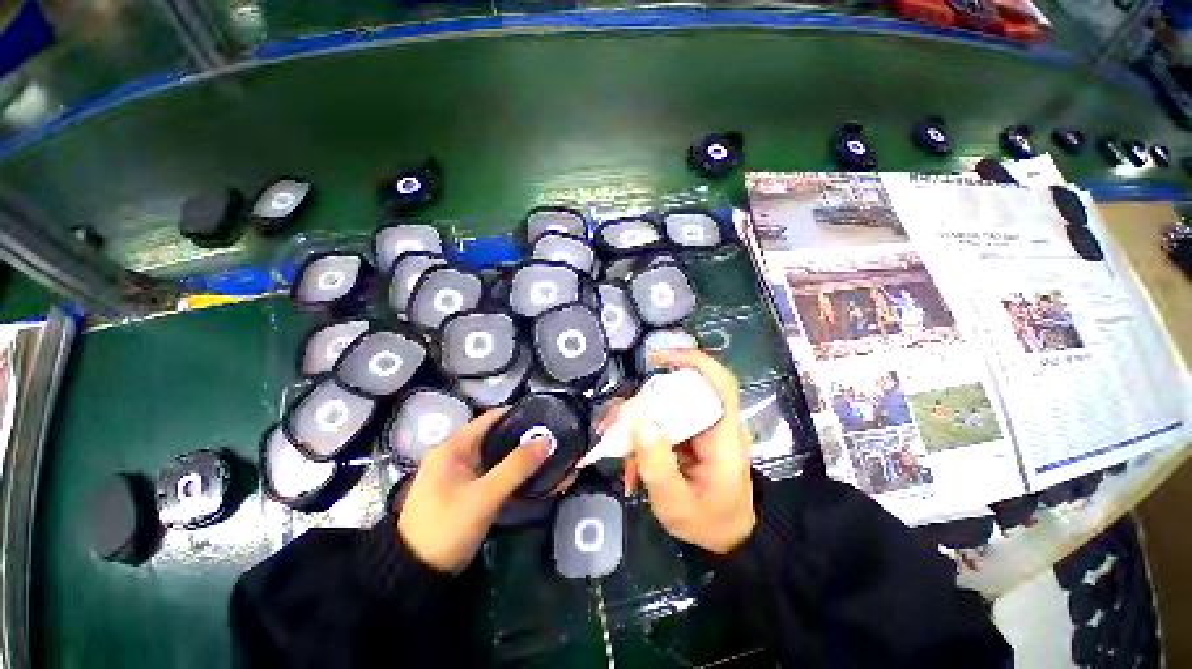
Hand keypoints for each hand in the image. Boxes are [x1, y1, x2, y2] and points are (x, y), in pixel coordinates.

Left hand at [398, 409, 549, 572]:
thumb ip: (516, 467)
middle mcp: (459, 454)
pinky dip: (515, 474)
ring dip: (523, 457)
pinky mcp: (471, 491)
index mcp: (455, 446)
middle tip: (556, 438)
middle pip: (498, 436)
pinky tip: (536, 476)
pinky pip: (498, 474)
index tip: (547, 418)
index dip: (520, 414)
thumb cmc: (445, 527)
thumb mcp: (483, 496)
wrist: (416, 575)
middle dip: (526, 438)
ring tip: (553, 454)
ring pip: (500, 457)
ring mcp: (465, 473)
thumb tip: (547, 440)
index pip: (493, 418)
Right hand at [610, 348, 755, 554]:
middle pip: (680, 393)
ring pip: (666, 408)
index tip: (657, 357)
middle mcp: (713, 425)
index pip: (720, 383)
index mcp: (724, 435)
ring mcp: (699, 431)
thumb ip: (657, 464)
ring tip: (613, 441)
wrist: (727, 541)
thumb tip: (635, 417)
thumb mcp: (678, 504)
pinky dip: (641, 437)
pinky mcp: (687, 438)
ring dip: (636, 421)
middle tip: (614, 420)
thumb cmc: (709, 523)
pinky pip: (661, 426)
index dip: (693, 361)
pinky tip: (628, 459)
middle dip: (643, 400)